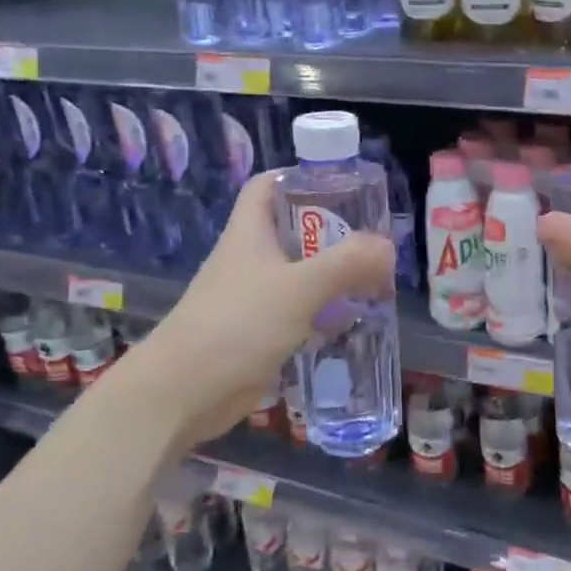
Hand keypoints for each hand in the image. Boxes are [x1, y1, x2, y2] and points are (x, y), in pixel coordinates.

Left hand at [116, 170, 393, 451]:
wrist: (183, 393)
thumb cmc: (236, 325)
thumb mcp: (298, 288)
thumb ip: (346, 264)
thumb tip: (387, 248)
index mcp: (249, 232)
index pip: (269, 185)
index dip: (301, 178)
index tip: (343, 188)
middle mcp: (250, 259)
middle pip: (293, 231)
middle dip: (333, 234)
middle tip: (374, 243)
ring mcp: (253, 298)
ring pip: (299, 275)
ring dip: (334, 278)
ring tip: (376, 283)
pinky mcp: (259, 334)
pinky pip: (298, 314)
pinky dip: (324, 315)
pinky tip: (353, 324)